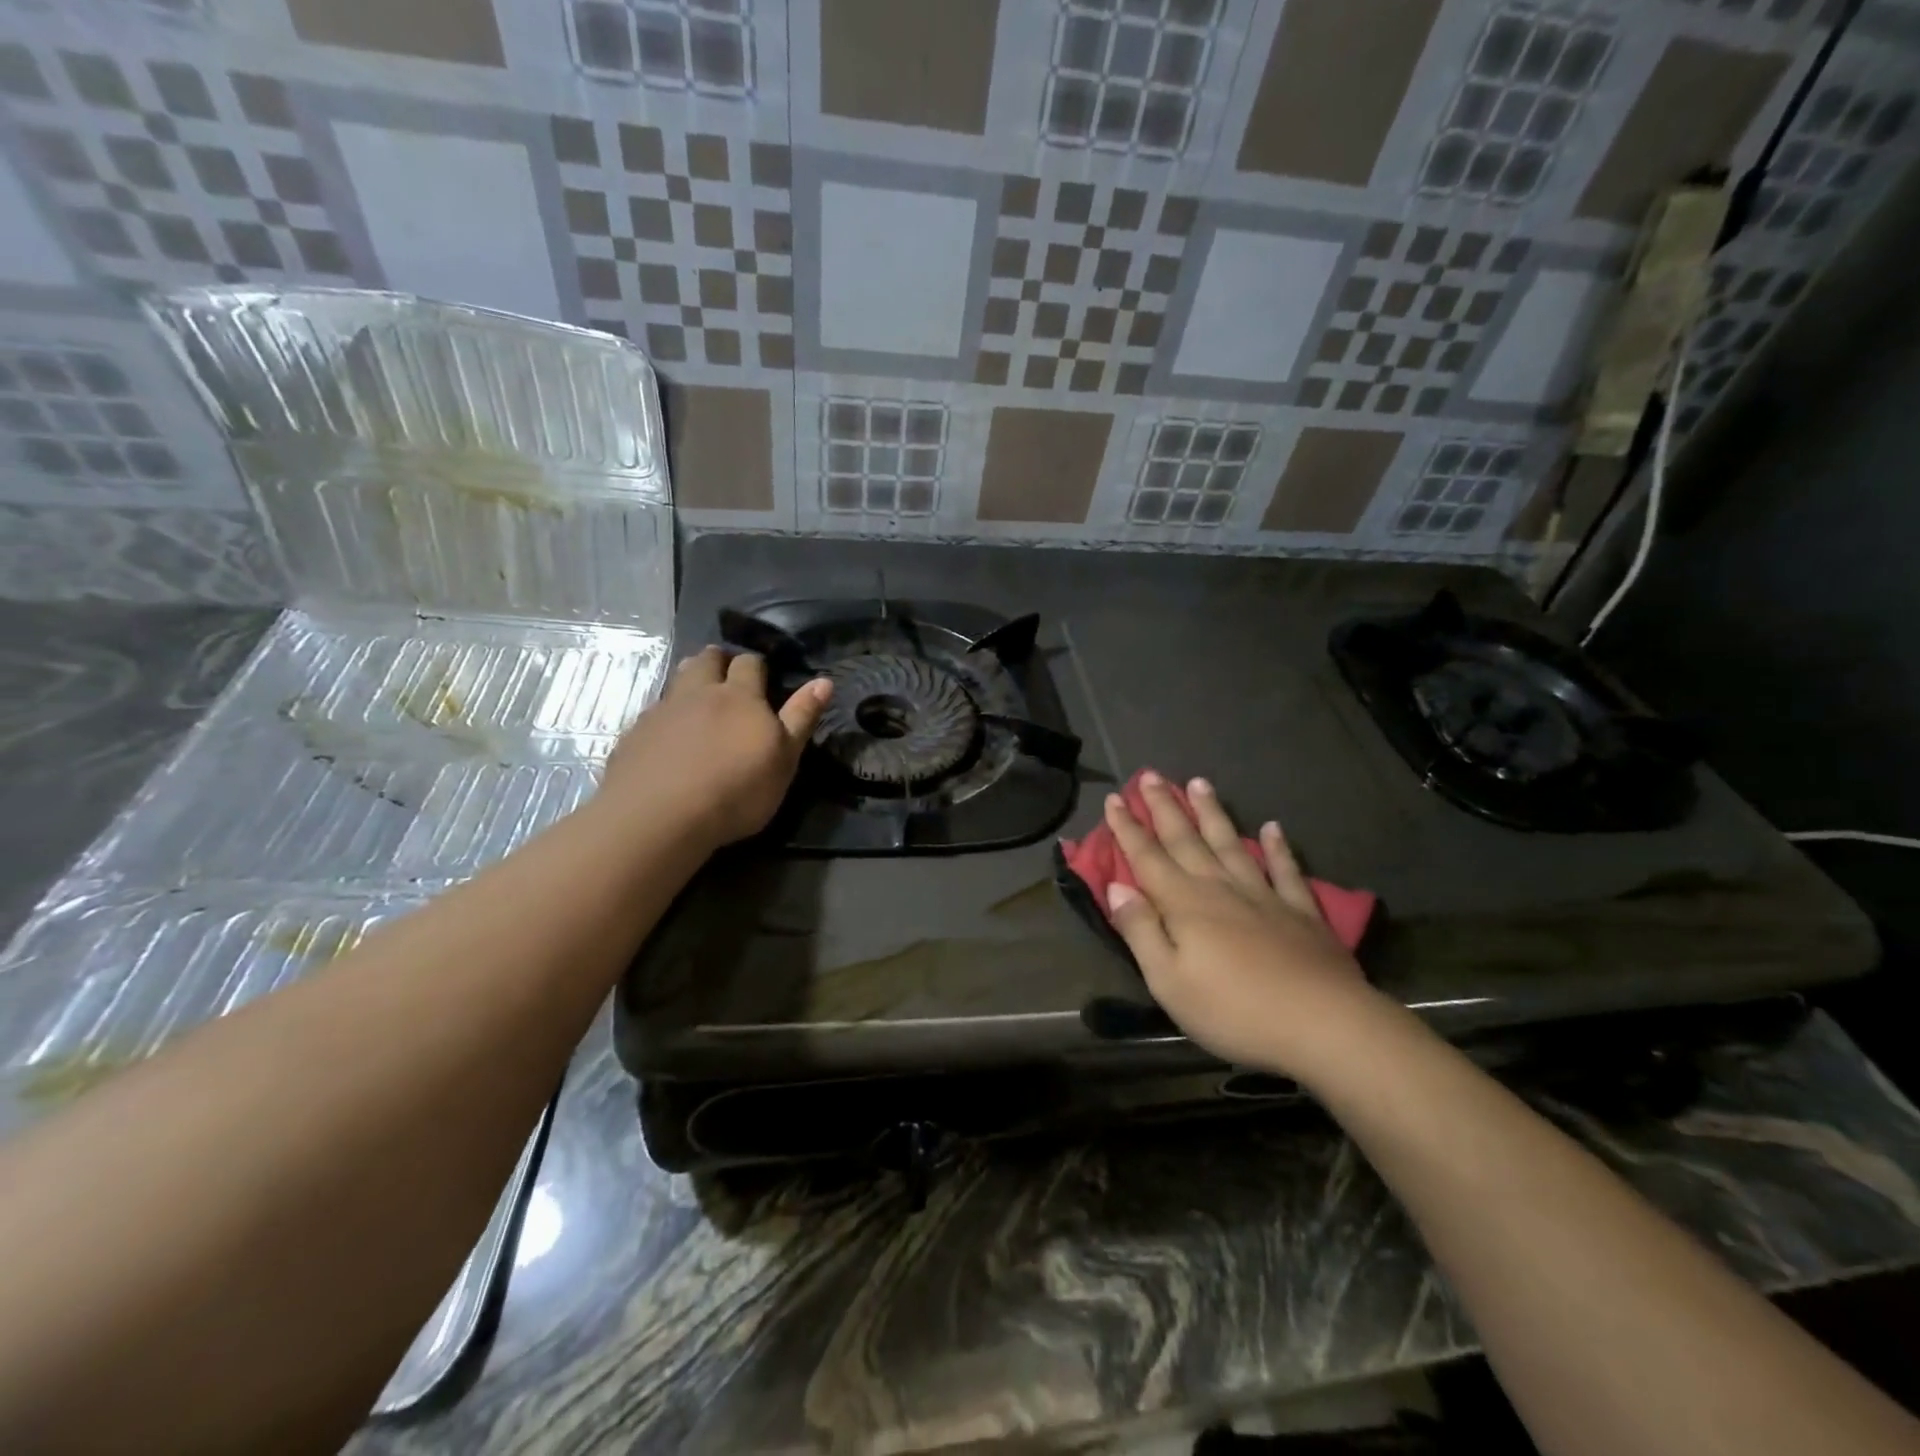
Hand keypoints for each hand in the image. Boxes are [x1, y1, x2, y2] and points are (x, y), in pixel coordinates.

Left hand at [601, 647, 831, 847]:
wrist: (660, 817)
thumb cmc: (736, 790)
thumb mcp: (784, 759)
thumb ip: (801, 718)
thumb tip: (824, 681)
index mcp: (740, 696)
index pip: (750, 663)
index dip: (756, 665)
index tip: (762, 676)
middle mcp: (699, 693)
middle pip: (707, 660)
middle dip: (719, 660)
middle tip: (726, 674)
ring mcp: (662, 711)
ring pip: (677, 680)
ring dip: (690, 679)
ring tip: (698, 696)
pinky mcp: (634, 734)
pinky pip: (653, 712)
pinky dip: (665, 716)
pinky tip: (668, 737)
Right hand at [1103, 772, 1380, 1079]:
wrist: (1322, 1024)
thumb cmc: (1233, 1010)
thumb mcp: (1168, 981)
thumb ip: (1141, 930)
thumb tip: (1117, 887)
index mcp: (1184, 904)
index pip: (1147, 857)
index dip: (1128, 828)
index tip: (1114, 799)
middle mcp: (1220, 887)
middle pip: (1186, 839)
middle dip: (1165, 807)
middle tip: (1150, 775)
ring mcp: (1263, 896)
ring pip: (1230, 843)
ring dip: (1212, 813)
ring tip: (1199, 782)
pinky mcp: (1301, 912)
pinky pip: (1285, 870)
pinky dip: (1278, 847)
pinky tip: (1273, 827)